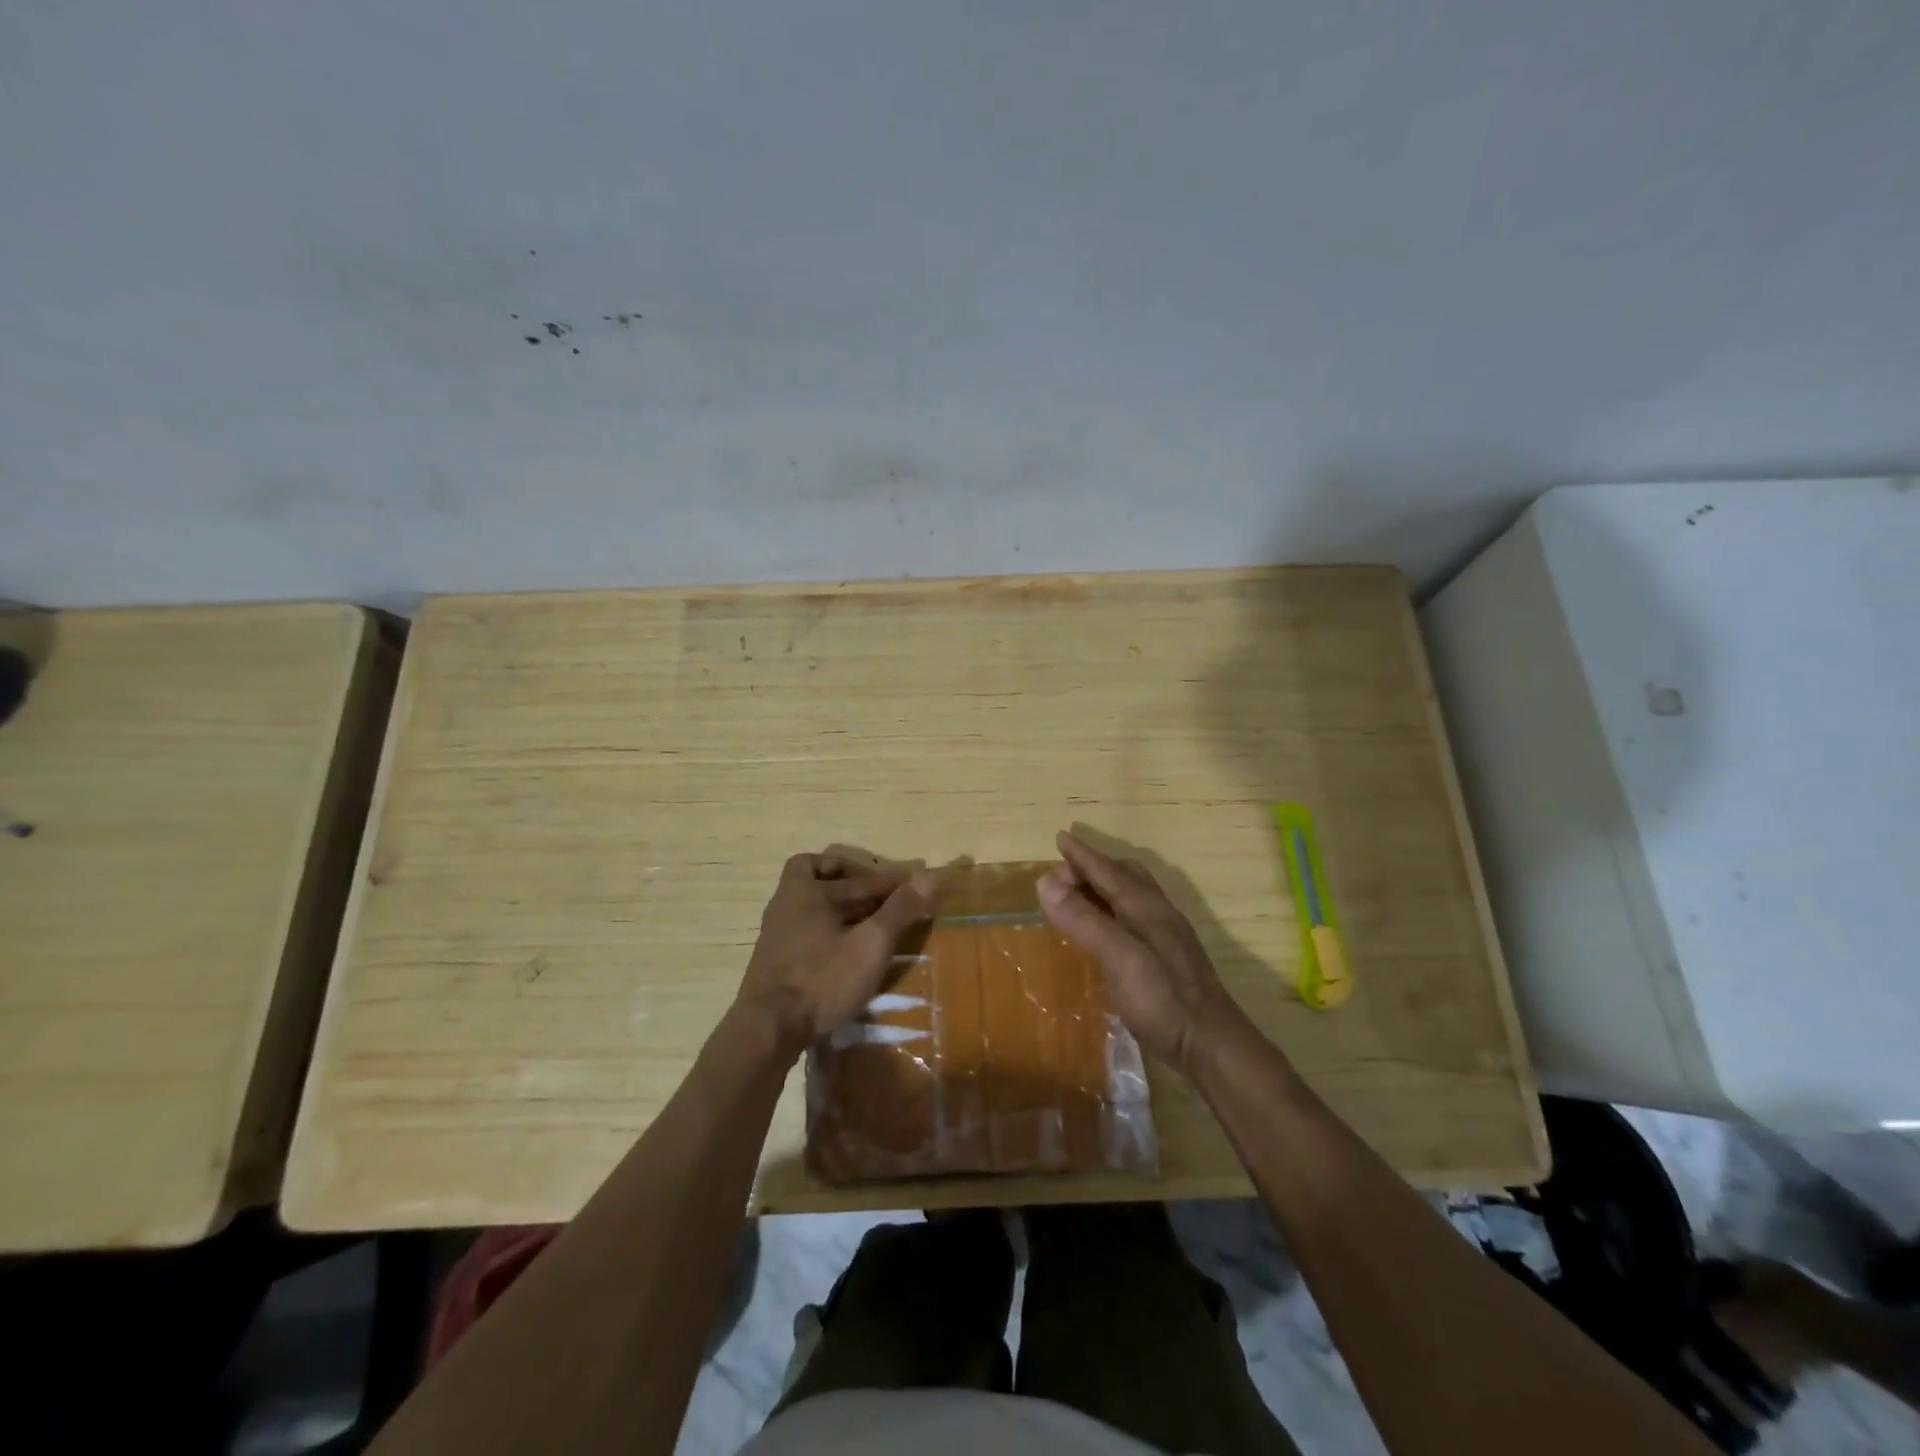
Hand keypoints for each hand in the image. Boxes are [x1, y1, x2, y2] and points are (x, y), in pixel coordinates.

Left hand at [737, 849, 937, 1052]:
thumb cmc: (823, 980)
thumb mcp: (870, 944)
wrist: (768, 1030)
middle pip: (828, 880)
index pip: (860, 876)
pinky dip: (832, 928)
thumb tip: (930, 875)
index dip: (890, 881)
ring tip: (873, 924)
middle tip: (889, 902)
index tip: (913, 890)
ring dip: (845, 908)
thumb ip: (899, 910)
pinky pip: (809, 928)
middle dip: (863, 887)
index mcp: (806, 889)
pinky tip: (848, 950)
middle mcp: (787, 902)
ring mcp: (777, 930)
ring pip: (816, 904)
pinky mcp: (776, 957)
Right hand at [1037, 830, 1243, 1074]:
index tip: (1061, 837)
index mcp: (1146, 907)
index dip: (1082, 855)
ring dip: (1105, 886)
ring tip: (1082, 893)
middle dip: (1094, 866)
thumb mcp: (1118, 957)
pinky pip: (1136, 916)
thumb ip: (1084, 919)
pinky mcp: (1169, 958)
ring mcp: (1168, 936)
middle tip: (1063, 871)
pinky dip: (1114, 909)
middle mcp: (1159, 914)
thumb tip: (1046, 881)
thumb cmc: (1163, 999)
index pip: (1108, 870)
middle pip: (1125, 876)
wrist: (1212, 1045)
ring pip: (1134, 895)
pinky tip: (1108, 929)